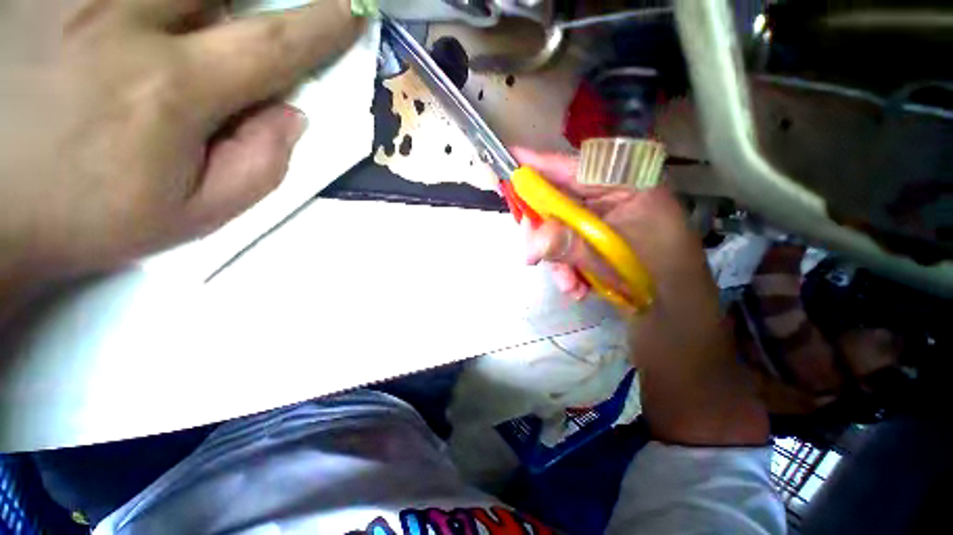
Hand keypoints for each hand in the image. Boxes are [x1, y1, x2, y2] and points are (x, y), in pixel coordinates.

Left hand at [0, 0, 362, 289]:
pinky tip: (133, 19)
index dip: (322, 25)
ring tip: (196, 23)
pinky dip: (148, 2)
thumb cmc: (91, 216)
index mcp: (168, 90)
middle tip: (244, 24)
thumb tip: (292, 114)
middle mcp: (118, 21)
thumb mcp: (196, 213)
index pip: (272, 44)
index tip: (350, 11)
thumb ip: (261, 166)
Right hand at [514, 148, 767, 445]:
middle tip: (530, 250)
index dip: (544, 164)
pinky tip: (576, 288)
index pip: (580, 167)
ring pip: (560, 229)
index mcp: (634, 190)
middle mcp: (619, 202)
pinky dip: (565, 268)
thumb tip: (530, 240)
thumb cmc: (660, 293)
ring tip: (568, 285)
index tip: (512, 160)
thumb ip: (571, 247)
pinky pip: (568, 248)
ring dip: (557, 257)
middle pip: (563, 200)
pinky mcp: (599, 247)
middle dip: (545, 228)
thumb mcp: (614, 266)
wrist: (679, 337)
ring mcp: (607, 226)